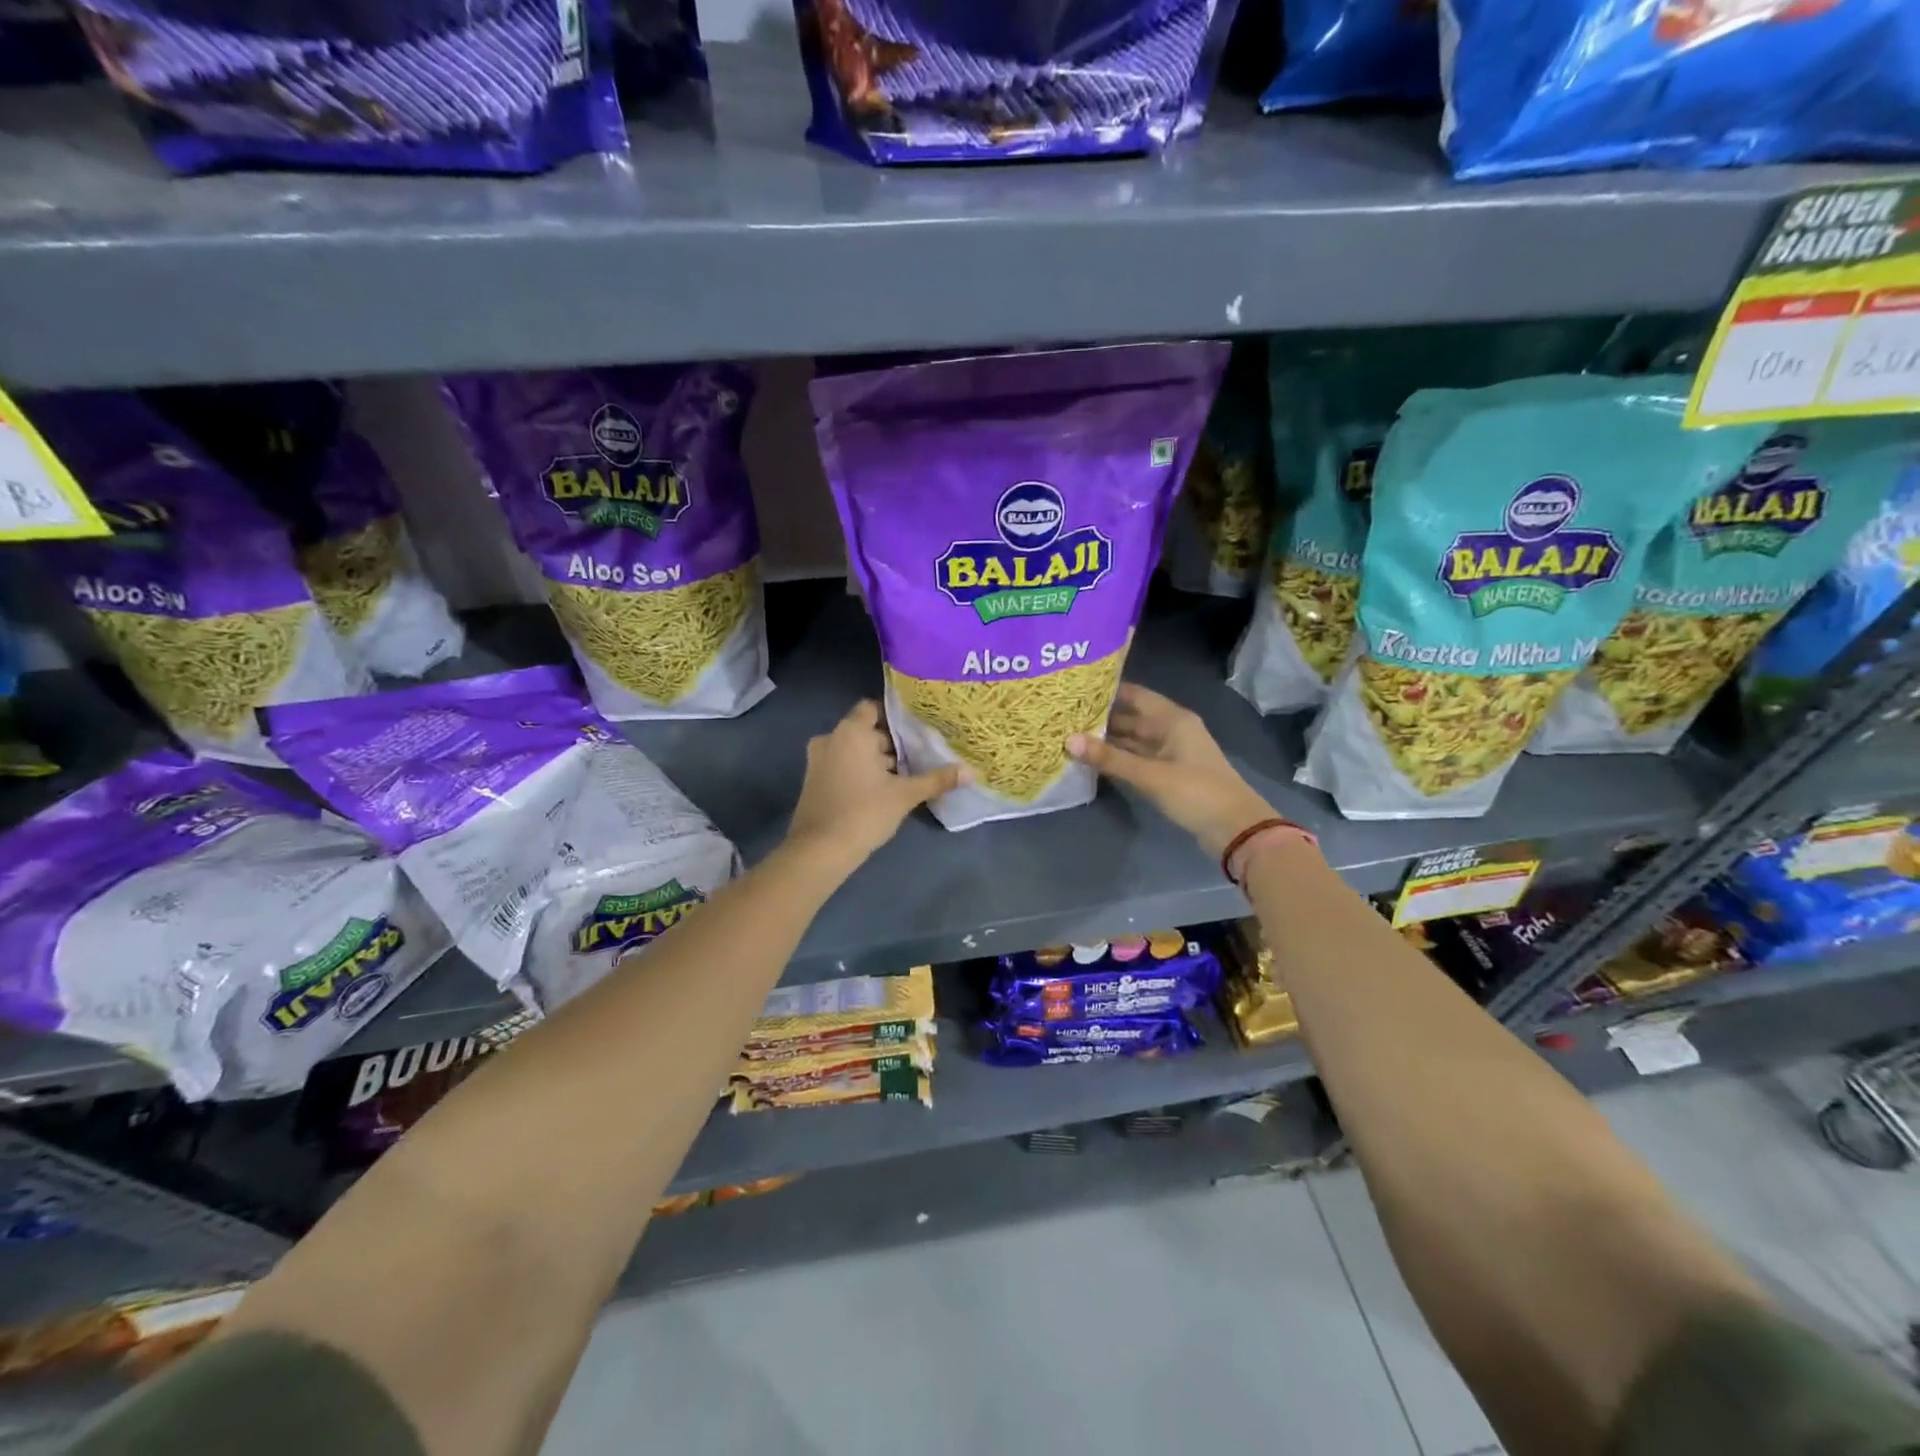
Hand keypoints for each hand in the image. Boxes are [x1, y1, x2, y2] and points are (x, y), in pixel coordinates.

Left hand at [787, 700, 966, 868]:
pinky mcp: (814, 782)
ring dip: (876, 761)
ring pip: (854, 751)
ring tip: (905, 775)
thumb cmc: (864, 812)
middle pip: (866, 732)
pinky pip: (842, 766)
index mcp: (851, 732)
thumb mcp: (905, 795)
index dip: (895, 717)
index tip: (917, 730)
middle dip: (891, 743)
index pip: (872, 708)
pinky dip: (860, 772)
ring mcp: (818, 761)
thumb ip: (937, 780)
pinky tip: (882, 791)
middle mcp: (830, 739)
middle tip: (919, 755)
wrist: (820, 851)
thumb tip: (970, 771)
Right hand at [1067, 684, 1276, 858]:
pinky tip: (1093, 760)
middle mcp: (1171, 730)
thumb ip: (1109, 758)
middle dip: (1101, 717)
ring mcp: (1170, 753)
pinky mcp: (1168, 774)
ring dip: (1107, 740)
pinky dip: (1118, 759)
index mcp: (1172, 719)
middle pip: (1131, 717)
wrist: (1235, 829)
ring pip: (1133, 740)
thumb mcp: (1150, 775)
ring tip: (1070, 735)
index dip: (1107, 691)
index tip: (1075, 689)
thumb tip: (1068, 740)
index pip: (1134, 694)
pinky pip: (1137, 759)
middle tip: (1064, 715)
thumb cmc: (1196, 792)